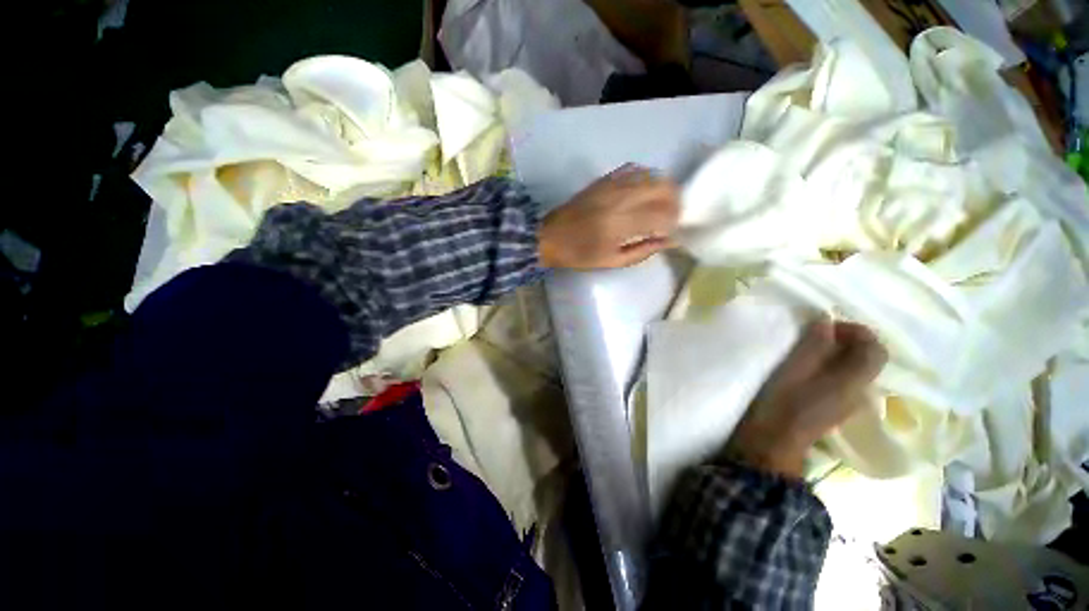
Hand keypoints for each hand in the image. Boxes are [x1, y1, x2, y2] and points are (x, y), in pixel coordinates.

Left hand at [538, 164, 679, 269]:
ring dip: (663, 188)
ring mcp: (612, 184)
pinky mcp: (605, 178)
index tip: (673, 230)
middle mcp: (619, 199)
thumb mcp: (612, 261)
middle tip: (672, 215)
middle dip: (674, 201)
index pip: (661, 215)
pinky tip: (646, 191)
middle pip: (662, 187)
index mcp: (619, 224)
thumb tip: (669, 240)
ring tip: (662, 204)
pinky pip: (635, 169)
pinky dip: (648, 178)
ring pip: (651, 175)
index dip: (673, 222)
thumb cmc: (580, 254)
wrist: (551, 235)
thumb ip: (643, 250)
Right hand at [719, 319, 887, 479]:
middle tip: (815, 335)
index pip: (876, 350)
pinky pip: (846, 379)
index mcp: (851, 381)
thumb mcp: (792, 370)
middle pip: (868, 359)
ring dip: (839, 354)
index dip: (857, 332)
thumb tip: (826, 321)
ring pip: (857, 369)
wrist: (774, 441)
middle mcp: (859, 391)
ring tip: (808, 350)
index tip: (828, 327)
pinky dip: (833, 367)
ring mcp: (849, 402)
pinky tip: (809, 369)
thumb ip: (813, 346)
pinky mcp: (836, 408)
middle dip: (847, 341)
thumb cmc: (781, 404)